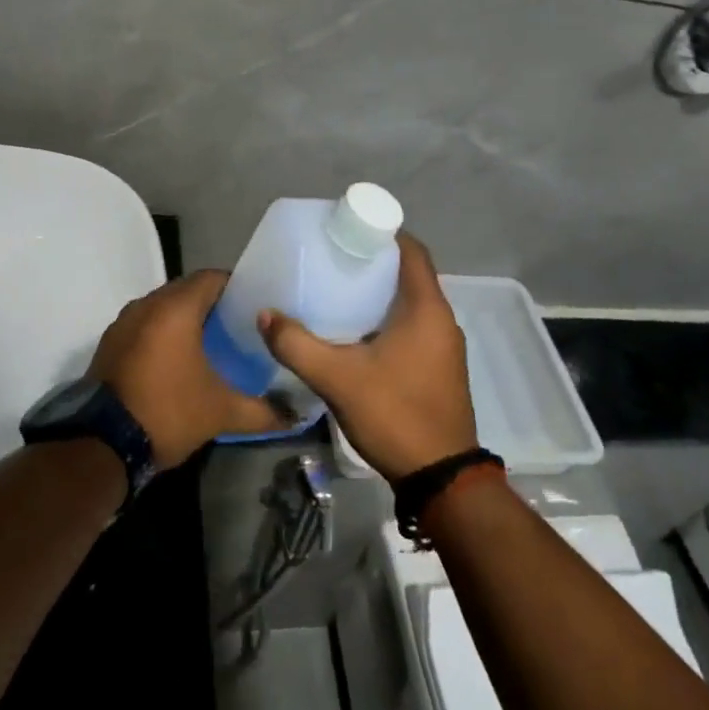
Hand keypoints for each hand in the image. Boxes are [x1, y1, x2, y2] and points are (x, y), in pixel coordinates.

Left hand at [87, 271, 288, 468]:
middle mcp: (146, 305)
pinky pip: (144, 325)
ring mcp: (123, 323)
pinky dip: (162, 333)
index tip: (256, 306)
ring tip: (211, 342)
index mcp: (175, 309)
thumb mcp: (222, 412)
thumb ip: (264, 410)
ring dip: (185, 318)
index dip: (236, 287)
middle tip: (239, 325)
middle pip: (186, 290)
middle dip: (212, 303)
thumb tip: (298, 415)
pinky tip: (178, 359)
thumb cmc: (168, 413)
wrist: (101, 445)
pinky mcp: (109, 344)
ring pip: (162, 307)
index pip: (212, 278)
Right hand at [257, 234, 477, 480]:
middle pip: (408, 276)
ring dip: (378, 295)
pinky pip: (412, 328)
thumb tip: (265, 315)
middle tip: (331, 261)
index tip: (347, 232)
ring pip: (409, 305)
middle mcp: (442, 321)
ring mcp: (444, 347)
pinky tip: (354, 334)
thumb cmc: (395, 414)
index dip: (382, 234)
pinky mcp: (439, 369)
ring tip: (336, 292)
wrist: (440, 477)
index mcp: (427, 309)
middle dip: (372, 264)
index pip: (411, 251)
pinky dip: (386, 320)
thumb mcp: (338, 378)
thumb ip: (297, 345)